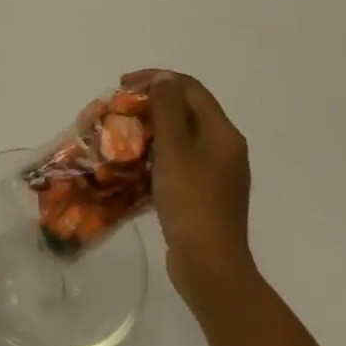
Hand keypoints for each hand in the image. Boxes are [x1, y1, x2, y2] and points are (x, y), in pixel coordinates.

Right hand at [123, 70, 252, 306]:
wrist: (210, 266)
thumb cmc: (190, 200)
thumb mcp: (174, 147)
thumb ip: (168, 108)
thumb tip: (164, 79)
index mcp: (223, 133)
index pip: (190, 88)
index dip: (156, 79)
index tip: (123, 86)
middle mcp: (225, 148)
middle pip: (187, 110)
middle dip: (151, 103)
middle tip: (120, 109)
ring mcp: (218, 173)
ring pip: (182, 136)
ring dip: (152, 128)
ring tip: (122, 134)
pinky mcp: (206, 194)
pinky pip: (181, 160)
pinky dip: (158, 153)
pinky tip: (136, 163)